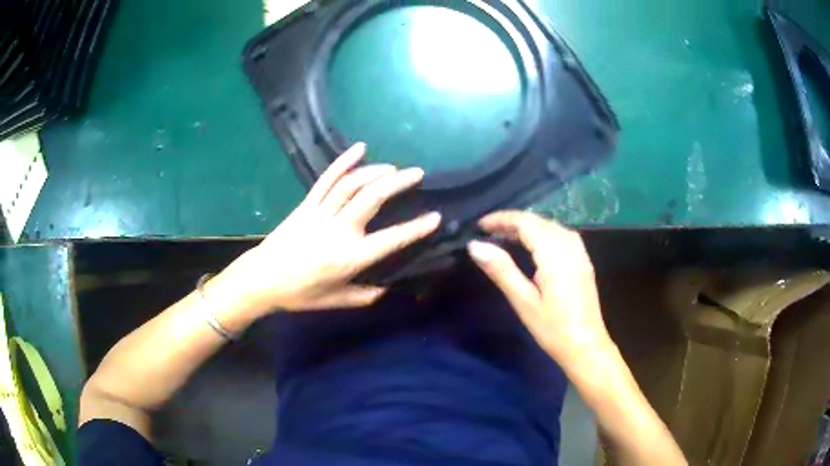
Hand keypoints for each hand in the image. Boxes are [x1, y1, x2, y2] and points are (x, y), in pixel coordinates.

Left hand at [215, 142, 440, 313]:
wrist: (262, 280)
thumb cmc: (300, 294)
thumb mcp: (336, 301)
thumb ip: (365, 295)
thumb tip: (386, 288)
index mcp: (350, 257)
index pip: (391, 239)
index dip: (416, 228)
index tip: (435, 217)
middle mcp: (338, 230)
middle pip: (372, 198)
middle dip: (398, 183)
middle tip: (417, 173)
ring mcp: (320, 213)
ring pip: (351, 185)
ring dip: (376, 171)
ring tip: (394, 167)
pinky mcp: (306, 205)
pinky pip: (326, 179)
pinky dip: (343, 162)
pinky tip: (360, 148)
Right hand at [466, 211, 611, 366]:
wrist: (587, 347)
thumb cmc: (553, 329)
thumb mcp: (524, 302)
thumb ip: (501, 270)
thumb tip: (475, 246)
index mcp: (554, 255)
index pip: (526, 223)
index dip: (502, 219)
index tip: (480, 225)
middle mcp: (570, 247)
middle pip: (540, 221)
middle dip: (514, 221)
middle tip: (489, 231)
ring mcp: (580, 254)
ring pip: (552, 226)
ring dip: (530, 225)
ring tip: (508, 235)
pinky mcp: (584, 262)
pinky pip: (563, 235)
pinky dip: (544, 232)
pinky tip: (536, 244)